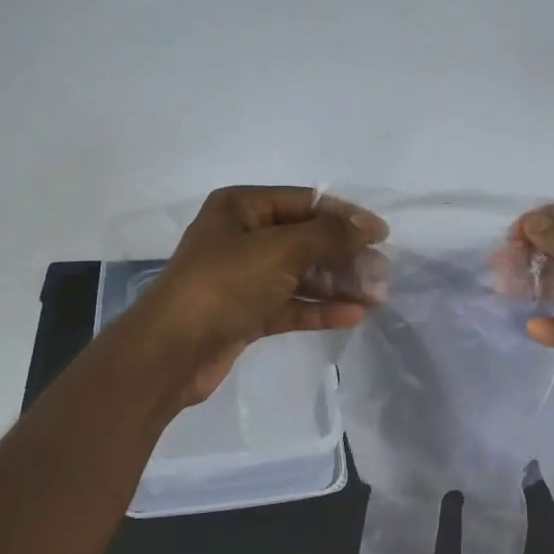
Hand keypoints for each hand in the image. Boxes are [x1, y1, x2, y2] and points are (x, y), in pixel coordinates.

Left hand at [120, 186, 387, 406]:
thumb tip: (369, 226)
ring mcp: (244, 277)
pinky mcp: (246, 313)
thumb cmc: (223, 286)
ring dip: (337, 284)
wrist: (170, 352)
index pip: (306, 201)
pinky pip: (290, 305)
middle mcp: (242, 237)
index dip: (345, 216)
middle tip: (382, 273)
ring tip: (376, 297)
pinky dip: (319, 309)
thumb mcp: (279, 251)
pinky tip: (353, 316)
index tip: (382, 236)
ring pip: (301, 274)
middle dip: (345, 255)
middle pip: (306, 239)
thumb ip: (328, 236)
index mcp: (241, 207)